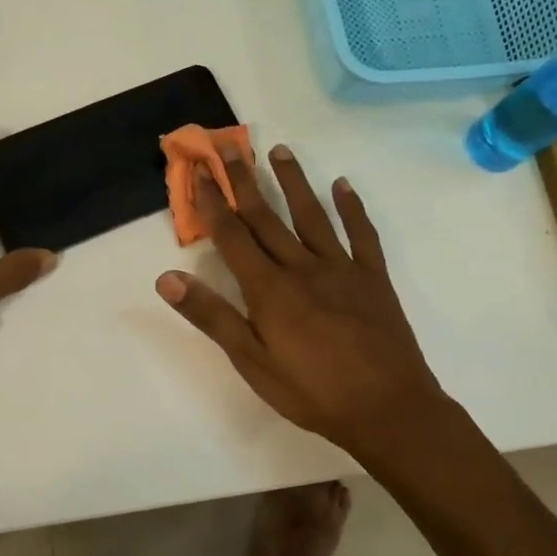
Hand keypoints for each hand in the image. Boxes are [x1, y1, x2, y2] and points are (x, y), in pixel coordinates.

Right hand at [155, 145, 448, 460]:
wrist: (389, 410)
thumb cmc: (312, 392)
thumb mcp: (252, 362)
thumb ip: (212, 316)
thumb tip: (167, 278)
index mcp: (269, 289)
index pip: (232, 235)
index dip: (212, 201)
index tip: (198, 169)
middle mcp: (302, 267)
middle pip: (267, 217)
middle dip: (244, 180)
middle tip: (230, 145)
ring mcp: (342, 269)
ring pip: (312, 216)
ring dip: (294, 182)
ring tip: (279, 151)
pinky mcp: (374, 279)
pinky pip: (362, 235)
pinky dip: (353, 209)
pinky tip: (344, 185)